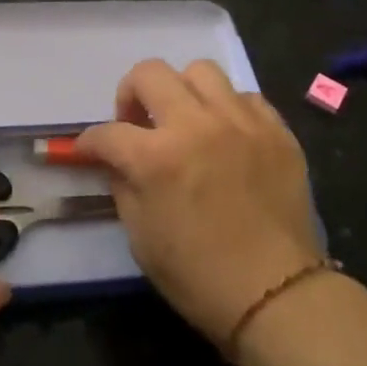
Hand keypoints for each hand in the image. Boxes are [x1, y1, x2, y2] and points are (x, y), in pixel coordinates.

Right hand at [76, 59, 320, 345]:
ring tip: (185, 120)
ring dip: (182, 91)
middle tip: (137, 122)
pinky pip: (245, 97)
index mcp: (156, 158)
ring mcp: (242, 123)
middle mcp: (197, 126)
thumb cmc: (198, 275)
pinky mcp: (277, 131)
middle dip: (131, 93)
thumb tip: (118, 160)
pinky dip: (227, 109)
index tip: (90, 150)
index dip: (90, 142)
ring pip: (201, 71)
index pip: (107, 132)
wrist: (276, 295)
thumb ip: (123, 185)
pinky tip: (226, 136)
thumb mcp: (140, 236)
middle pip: (150, 73)